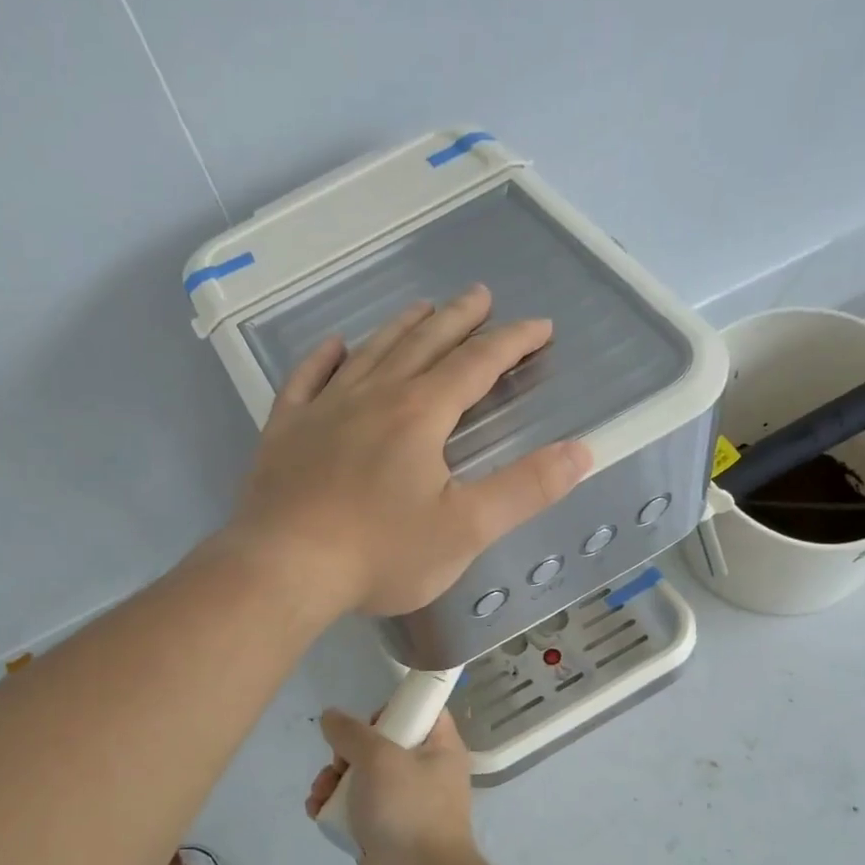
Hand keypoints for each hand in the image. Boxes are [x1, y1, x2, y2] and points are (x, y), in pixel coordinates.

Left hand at [228, 285, 590, 616]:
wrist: (283, 569)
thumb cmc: (380, 553)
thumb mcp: (465, 529)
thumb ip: (525, 489)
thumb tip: (581, 451)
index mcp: (420, 415)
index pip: (476, 365)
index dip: (512, 342)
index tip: (540, 327)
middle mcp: (373, 397)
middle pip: (423, 344)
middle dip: (458, 319)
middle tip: (480, 295)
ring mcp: (323, 410)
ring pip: (369, 354)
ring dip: (400, 328)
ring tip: (421, 308)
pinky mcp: (284, 431)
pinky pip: (305, 380)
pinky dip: (323, 358)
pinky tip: (334, 345)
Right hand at [306, 707, 478, 864]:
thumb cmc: (407, 809)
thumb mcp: (378, 757)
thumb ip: (351, 732)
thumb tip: (331, 716)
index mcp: (440, 749)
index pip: (422, 712)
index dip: (393, 709)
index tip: (368, 721)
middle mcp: (426, 773)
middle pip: (382, 744)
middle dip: (348, 752)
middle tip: (340, 763)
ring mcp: (404, 805)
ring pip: (362, 777)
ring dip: (334, 781)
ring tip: (321, 793)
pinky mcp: (383, 832)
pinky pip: (354, 808)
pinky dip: (334, 807)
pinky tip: (317, 811)